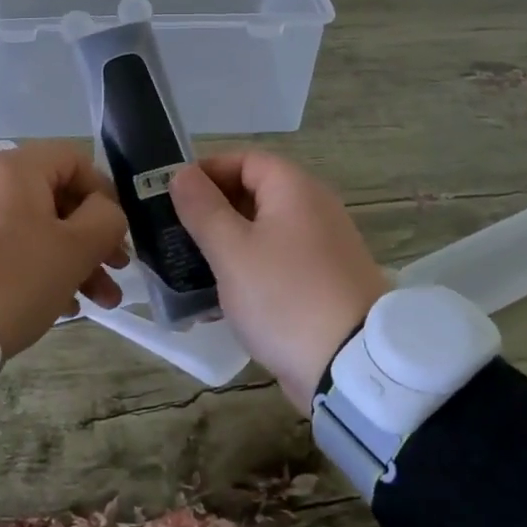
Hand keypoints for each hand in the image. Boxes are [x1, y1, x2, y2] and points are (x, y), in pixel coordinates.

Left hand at [0, 141, 128, 360]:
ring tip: (96, 302)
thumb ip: (106, 220)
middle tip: (116, 272)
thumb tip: (104, 212)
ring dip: (71, 260)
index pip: (74, 159)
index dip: (105, 193)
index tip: (118, 233)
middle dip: (92, 238)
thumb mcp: (75, 249)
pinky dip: (35, 267)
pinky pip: (5, 246)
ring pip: (32, 227)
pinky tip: (59, 306)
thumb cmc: (13, 278)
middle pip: (54, 197)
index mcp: (13, 167)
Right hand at [170, 149, 391, 410]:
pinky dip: (249, 270)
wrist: (352, 368)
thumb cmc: (284, 296)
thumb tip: (181, 173)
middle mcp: (314, 209)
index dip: (207, 171)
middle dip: (212, 210)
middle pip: (254, 193)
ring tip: (190, 267)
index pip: (244, 159)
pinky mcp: (323, 282)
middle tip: (176, 234)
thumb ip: (203, 209)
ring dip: (227, 244)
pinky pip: (278, 262)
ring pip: (263, 231)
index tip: (173, 197)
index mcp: (295, 189)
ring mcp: (323, 247)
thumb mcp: (232, 251)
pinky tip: (221, 297)